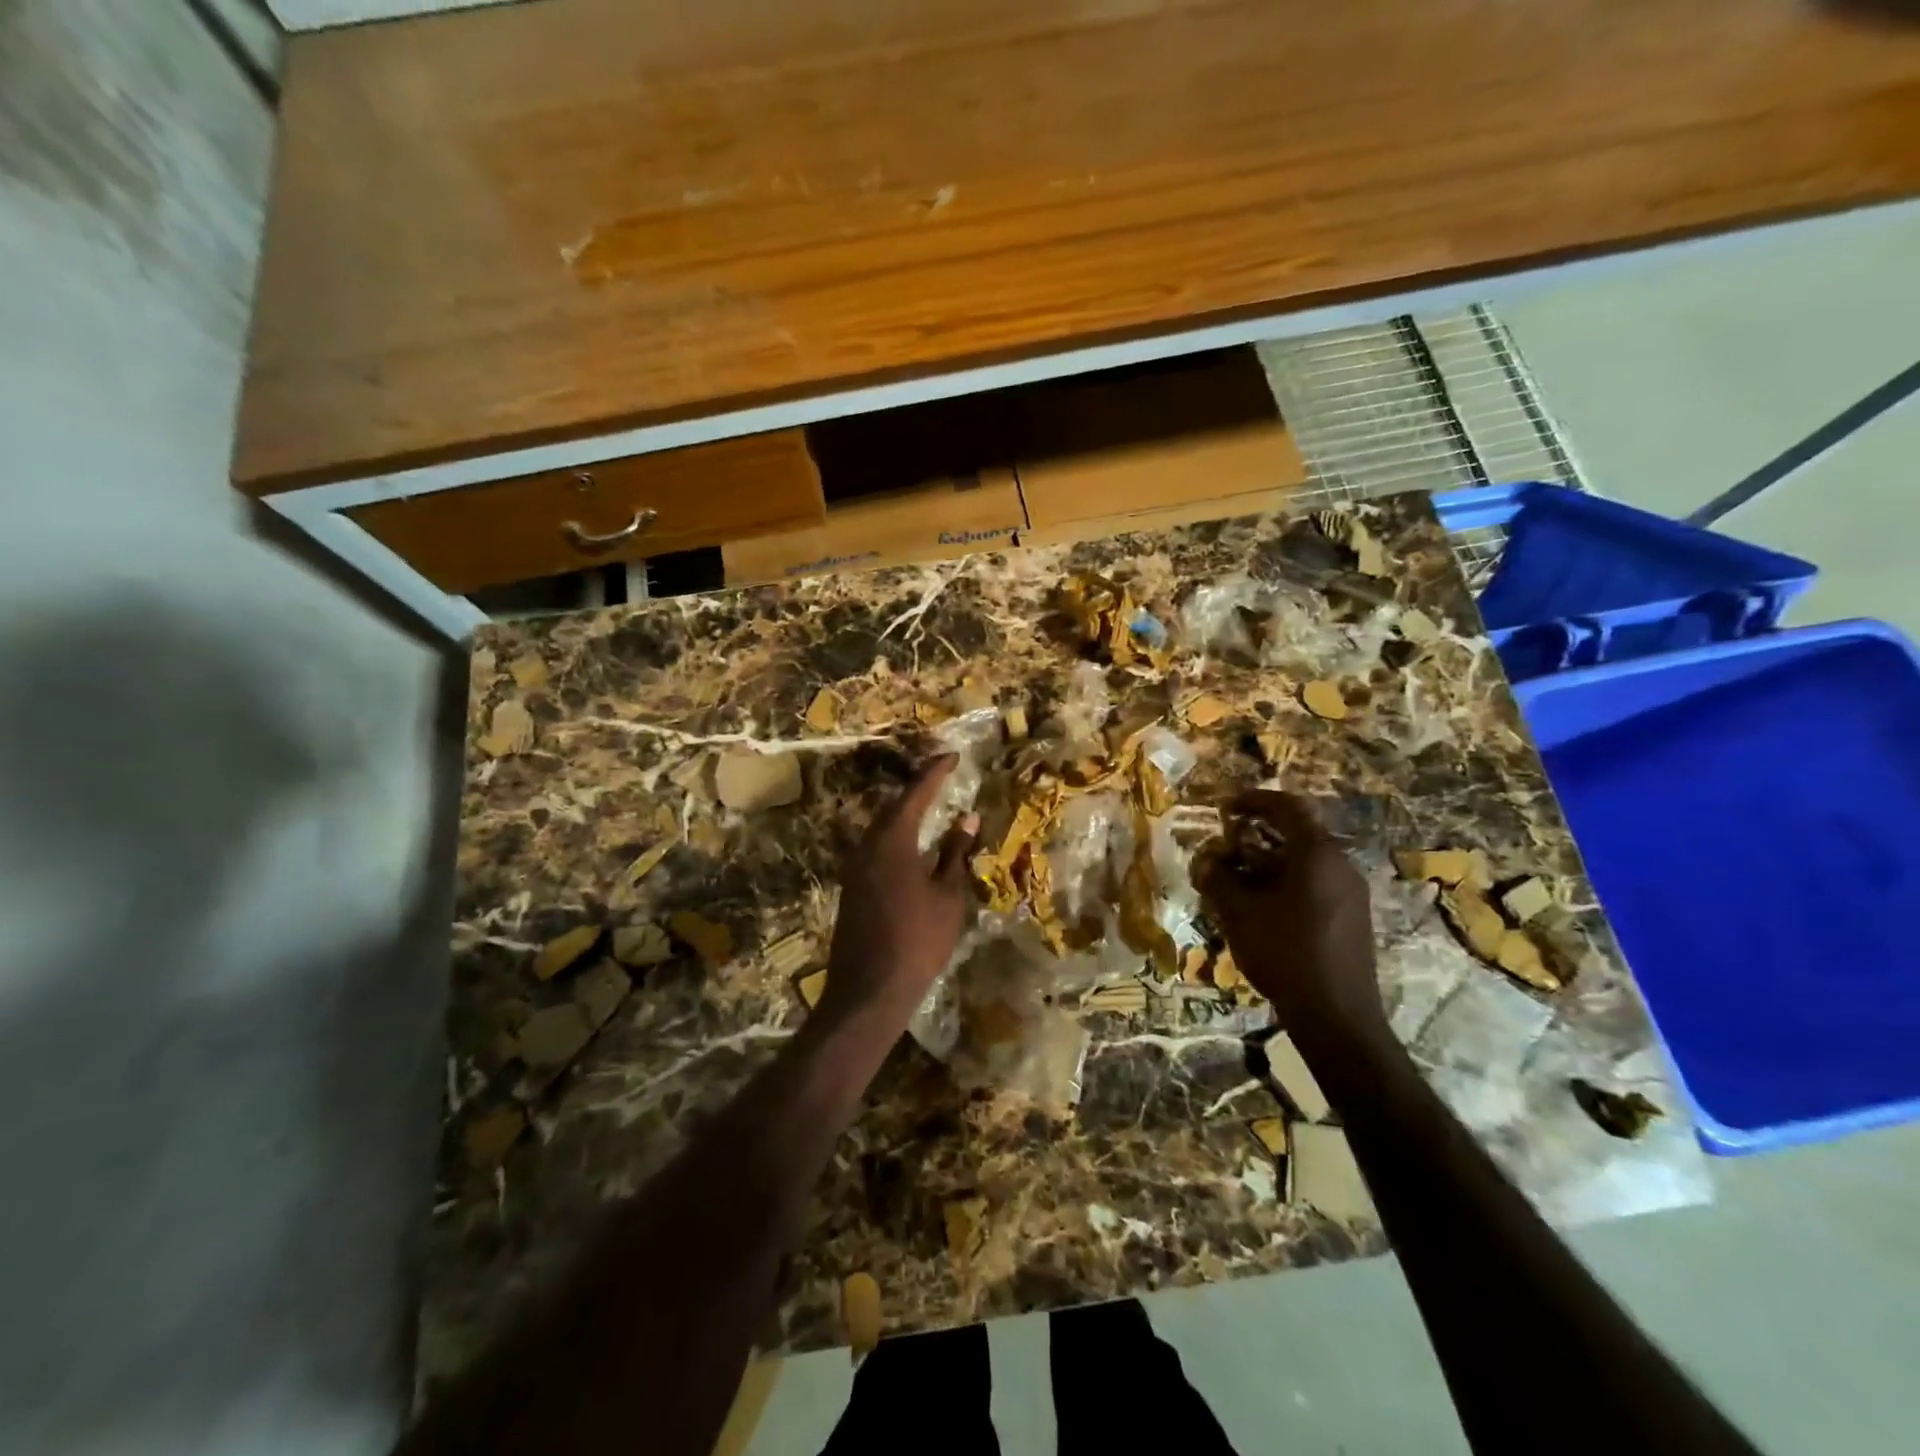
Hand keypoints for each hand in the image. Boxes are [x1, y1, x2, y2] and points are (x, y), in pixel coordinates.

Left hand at [819, 756, 979, 1037]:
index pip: (916, 794)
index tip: (953, 756)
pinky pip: (876, 848)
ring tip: (931, 809)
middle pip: (893, 807)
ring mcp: (854, 867)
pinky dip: (897, 839)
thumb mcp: (947, 895)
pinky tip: (913, 849)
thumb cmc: (918, 939)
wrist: (868, 990)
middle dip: (918, 791)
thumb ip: (955, 853)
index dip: (935, 773)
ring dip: (906, 816)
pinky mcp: (851, 887)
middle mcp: (867, 845)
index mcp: (892, 840)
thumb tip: (967, 819)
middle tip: (942, 779)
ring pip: (882, 828)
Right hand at [1197, 791, 1386, 1055]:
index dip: (1254, 800)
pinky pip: (1314, 883)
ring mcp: (1350, 893)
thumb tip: (1206, 859)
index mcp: (1317, 855)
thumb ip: (1218, 878)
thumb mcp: (1239, 913)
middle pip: (1297, 833)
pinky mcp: (1352, 917)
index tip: (1226, 807)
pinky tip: (1260, 905)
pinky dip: (1284, 881)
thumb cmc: (1284, 953)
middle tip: (1225, 844)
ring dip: (1268, 861)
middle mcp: (1340, 865)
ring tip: (1235, 878)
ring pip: (1304, 861)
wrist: (1336, 1016)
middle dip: (1257, 835)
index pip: (1288, 807)